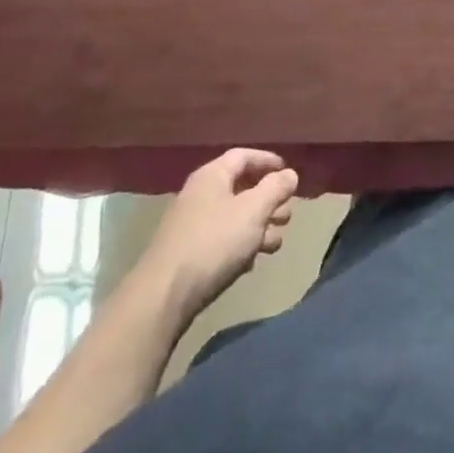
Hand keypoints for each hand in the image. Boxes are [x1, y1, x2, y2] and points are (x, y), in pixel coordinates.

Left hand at [140, 149, 298, 312]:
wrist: (163, 296)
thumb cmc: (214, 242)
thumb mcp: (253, 210)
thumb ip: (275, 188)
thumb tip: (290, 174)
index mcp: (212, 176)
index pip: (243, 156)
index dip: (268, 161)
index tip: (289, 173)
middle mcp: (200, 194)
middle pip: (241, 188)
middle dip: (268, 201)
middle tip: (287, 215)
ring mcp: (191, 225)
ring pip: (234, 217)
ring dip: (258, 226)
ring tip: (275, 243)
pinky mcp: (188, 254)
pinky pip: (221, 240)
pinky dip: (240, 246)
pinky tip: (250, 263)